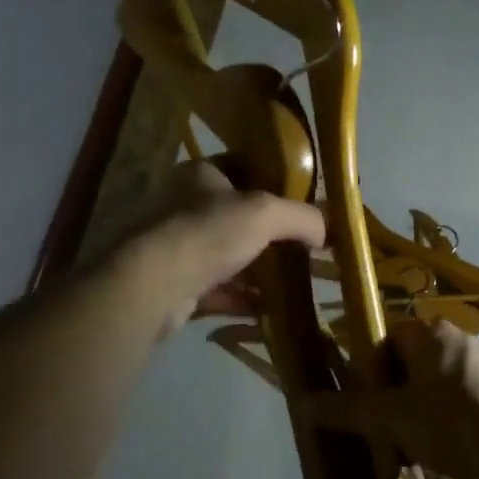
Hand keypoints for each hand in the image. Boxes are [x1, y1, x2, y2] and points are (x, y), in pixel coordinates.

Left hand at [123, 159, 325, 338]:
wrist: (153, 285)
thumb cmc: (208, 232)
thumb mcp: (266, 212)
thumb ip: (302, 216)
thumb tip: (325, 232)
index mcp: (200, 175)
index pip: (241, 169)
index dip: (271, 182)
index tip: (300, 202)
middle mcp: (184, 206)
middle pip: (236, 216)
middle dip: (268, 233)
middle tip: (302, 246)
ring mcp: (178, 247)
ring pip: (227, 255)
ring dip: (257, 269)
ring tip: (292, 280)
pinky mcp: (176, 284)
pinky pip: (218, 289)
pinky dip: (243, 298)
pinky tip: (269, 309)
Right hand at [301, 317, 478, 478]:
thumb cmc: (449, 419)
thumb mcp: (391, 417)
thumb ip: (348, 409)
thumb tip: (302, 403)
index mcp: (428, 332)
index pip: (386, 338)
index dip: (369, 369)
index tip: (365, 401)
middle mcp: (456, 338)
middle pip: (410, 362)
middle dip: (394, 395)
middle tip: (386, 428)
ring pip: (434, 384)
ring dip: (419, 411)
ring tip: (414, 447)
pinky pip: (459, 399)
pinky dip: (446, 419)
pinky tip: (446, 450)